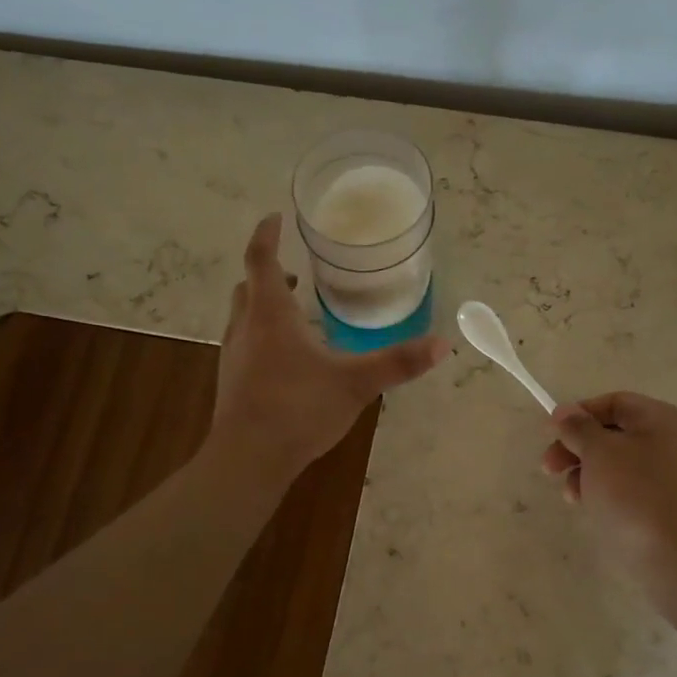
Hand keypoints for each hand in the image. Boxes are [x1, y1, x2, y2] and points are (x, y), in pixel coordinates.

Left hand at [212, 214, 449, 482]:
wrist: (248, 459)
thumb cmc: (299, 408)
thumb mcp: (356, 383)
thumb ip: (399, 362)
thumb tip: (444, 343)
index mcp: (271, 315)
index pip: (261, 259)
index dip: (266, 234)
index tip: (275, 217)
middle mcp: (246, 328)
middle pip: (248, 286)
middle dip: (268, 273)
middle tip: (294, 273)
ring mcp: (233, 357)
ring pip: (242, 317)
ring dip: (263, 306)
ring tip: (295, 314)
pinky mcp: (231, 383)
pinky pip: (244, 344)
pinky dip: (261, 336)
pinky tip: (286, 360)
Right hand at [541, 392, 676, 579]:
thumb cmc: (636, 494)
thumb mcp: (599, 452)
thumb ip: (578, 428)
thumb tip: (565, 411)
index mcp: (662, 419)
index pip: (613, 403)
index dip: (578, 414)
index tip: (550, 433)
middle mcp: (672, 441)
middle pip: (614, 433)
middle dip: (577, 447)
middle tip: (548, 467)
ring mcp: (673, 475)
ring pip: (618, 463)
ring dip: (586, 472)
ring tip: (570, 495)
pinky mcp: (668, 506)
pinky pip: (629, 488)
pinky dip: (605, 492)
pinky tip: (589, 507)